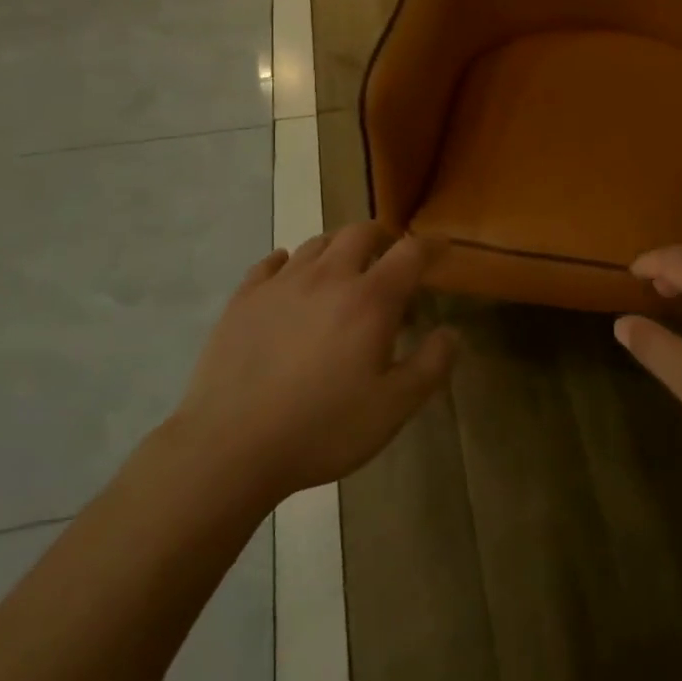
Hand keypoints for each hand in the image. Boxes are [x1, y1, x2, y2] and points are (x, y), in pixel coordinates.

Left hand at [172, 223, 455, 501]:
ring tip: (343, 271)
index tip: (442, 246)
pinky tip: (289, 278)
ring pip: (317, 243)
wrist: (230, 447)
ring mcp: (281, 283)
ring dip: (339, 248)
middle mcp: (328, 277)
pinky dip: (288, 263)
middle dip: (382, 237)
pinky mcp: (244, 298)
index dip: (431, 245)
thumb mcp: (392, 408)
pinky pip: (271, 263)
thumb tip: (451, 332)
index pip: (410, 252)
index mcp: (370, 299)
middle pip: (360, 232)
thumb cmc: (322, 429)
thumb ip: (430, 366)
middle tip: (389, 258)